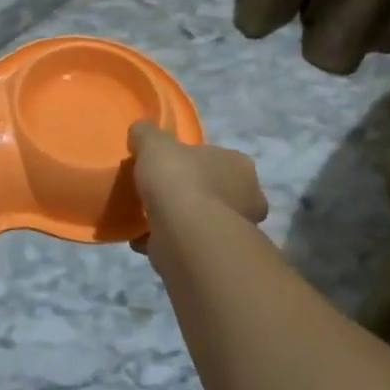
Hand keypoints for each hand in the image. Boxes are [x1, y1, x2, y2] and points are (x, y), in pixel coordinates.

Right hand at [128, 122, 266, 251]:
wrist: (185, 234)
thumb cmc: (178, 179)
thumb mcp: (154, 143)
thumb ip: (147, 134)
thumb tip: (140, 131)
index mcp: (240, 166)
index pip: (220, 159)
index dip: (194, 162)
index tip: (171, 167)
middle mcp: (248, 199)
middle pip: (215, 192)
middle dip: (191, 194)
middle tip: (160, 194)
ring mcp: (236, 232)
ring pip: (204, 221)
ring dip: (180, 221)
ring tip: (147, 218)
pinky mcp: (219, 259)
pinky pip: (190, 245)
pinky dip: (168, 243)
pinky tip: (143, 239)